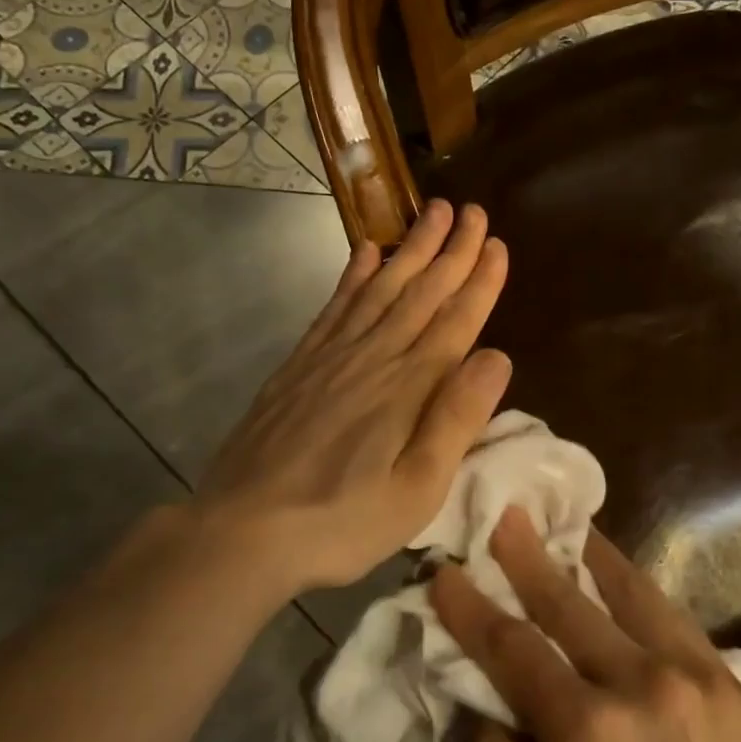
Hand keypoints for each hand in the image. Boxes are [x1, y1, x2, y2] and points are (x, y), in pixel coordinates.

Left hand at [193, 199, 510, 594]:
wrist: (243, 530)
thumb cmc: (341, 521)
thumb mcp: (417, 490)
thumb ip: (457, 420)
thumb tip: (497, 356)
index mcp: (409, 388)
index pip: (455, 321)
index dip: (479, 281)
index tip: (496, 243)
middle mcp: (373, 357)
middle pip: (420, 292)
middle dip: (451, 250)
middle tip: (471, 211)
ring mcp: (331, 356)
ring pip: (380, 288)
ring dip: (410, 249)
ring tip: (432, 213)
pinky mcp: (300, 364)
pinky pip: (335, 306)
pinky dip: (353, 274)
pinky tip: (365, 252)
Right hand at [431, 514, 740, 741]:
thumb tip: (471, 718)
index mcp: (589, 735)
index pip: (512, 651)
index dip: (471, 610)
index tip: (444, 572)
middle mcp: (643, 686)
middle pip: (567, 605)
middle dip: (527, 557)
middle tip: (504, 515)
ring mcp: (698, 678)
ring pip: (631, 594)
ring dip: (591, 556)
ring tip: (568, 523)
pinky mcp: (736, 685)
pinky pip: (676, 620)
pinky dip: (641, 593)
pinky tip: (625, 581)